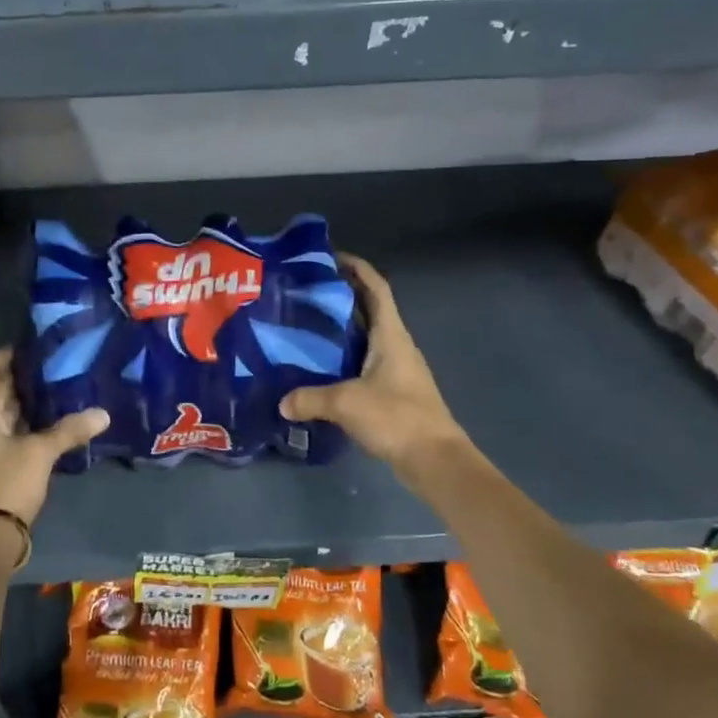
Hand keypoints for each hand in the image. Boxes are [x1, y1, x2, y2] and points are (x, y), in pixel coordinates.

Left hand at [0, 347, 108, 527]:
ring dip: (25, 403)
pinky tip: (50, 425)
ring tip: (59, 392)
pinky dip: (24, 425)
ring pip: (1, 413)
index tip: (36, 350)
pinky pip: (5, 434)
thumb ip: (70, 430)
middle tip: (56, 368)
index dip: (7, 354)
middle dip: (23, 378)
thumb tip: (103, 413)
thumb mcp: (41, 453)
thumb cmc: (7, 484)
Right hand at [279, 255, 465, 472]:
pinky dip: (345, 357)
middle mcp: (396, 345)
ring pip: (367, 337)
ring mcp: (397, 369)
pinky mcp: (394, 391)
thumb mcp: (346, 403)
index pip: (376, 288)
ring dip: (342, 328)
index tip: (331, 257)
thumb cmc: (396, 417)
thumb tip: (282, 402)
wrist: (435, 460)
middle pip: (369, 309)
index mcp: (391, 335)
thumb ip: (310, 398)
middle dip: (342, 297)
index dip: (357, 268)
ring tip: (306, 326)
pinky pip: (365, 362)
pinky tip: (322, 368)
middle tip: (305, 293)